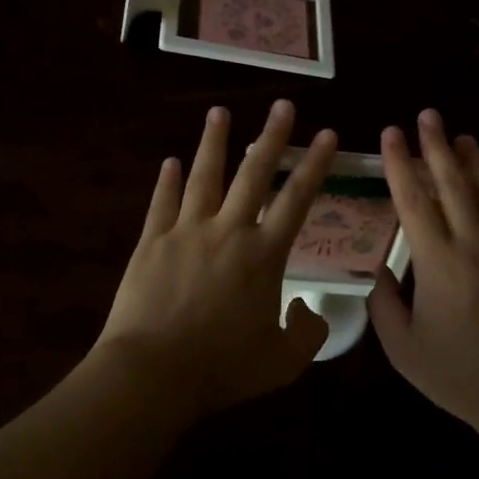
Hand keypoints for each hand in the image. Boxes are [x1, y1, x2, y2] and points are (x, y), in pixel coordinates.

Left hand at [96, 100, 338, 417]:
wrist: (154, 372)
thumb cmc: (223, 368)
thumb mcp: (283, 362)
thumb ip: (307, 333)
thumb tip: (307, 308)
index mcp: (264, 255)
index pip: (296, 199)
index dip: (314, 164)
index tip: (326, 134)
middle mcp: (228, 231)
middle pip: (254, 174)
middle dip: (271, 137)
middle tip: (282, 105)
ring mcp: (186, 232)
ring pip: (204, 177)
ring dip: (214, 143)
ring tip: (219, 112)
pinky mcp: (152, 242)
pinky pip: (162, 203)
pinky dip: (167, 181)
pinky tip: (170, 161)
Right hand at [369, 110, 478, 439]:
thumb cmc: (462, 377)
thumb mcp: (405, 350)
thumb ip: (385, 306)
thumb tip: (380, 272)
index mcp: (438, 264)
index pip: (414, 201)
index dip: (400, 164)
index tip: (392, 134)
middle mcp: (475, 245)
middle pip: (453, 184)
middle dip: (437, 147)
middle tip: (428, 116)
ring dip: (471, 162)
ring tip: (460, 136)